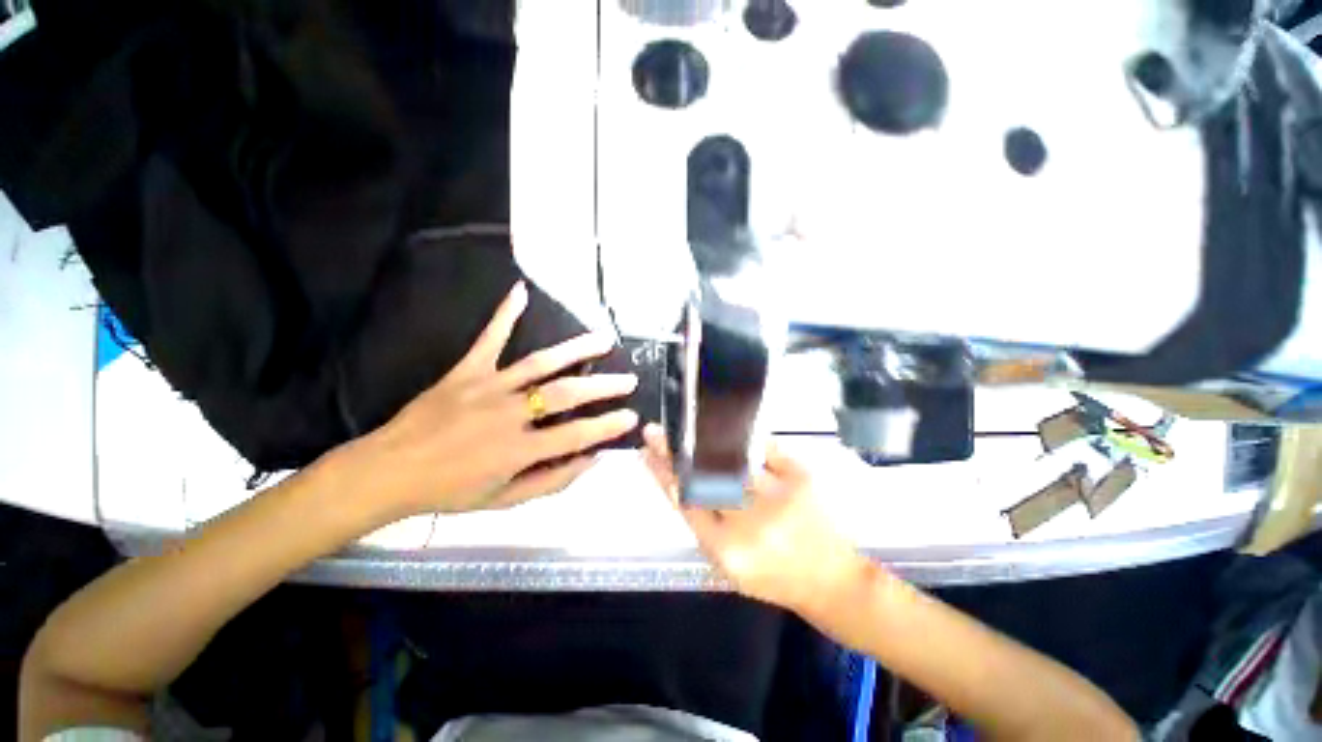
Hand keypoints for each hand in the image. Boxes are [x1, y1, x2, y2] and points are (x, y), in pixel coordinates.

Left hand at [355, 282, 639, 516]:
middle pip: (565, 394)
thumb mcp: (505, 501)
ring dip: (575, 350)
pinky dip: (504, 314)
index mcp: (517, 450)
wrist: (388, 471)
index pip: (576, 436)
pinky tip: (520, 291)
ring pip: (540, 364)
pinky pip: (489, 339)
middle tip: (629, 380)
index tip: (632, 416)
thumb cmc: (450, 491)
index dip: (607, 426)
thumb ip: (552, 481)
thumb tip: (591, 460)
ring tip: (603, 340)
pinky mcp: (466, 371)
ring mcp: (487, 387)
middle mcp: (508, 414)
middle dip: (603, 386)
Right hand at [642, 424, 862, 614]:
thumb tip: (680, 482)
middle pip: (703, 476)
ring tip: (689, 428)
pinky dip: (748, 438)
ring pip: (730, 458)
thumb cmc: (774, 578)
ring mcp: (778, 496)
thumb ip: (704, 524)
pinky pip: (766, 448)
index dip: (662, 474)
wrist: (833, 582)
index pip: (685, 502)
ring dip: (705, 441)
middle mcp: (751, 523)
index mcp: (728, 550)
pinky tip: (730, 428)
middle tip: (658, 432)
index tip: (646, 453)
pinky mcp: (801, 478)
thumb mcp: (729, 565)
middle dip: (675, 451)